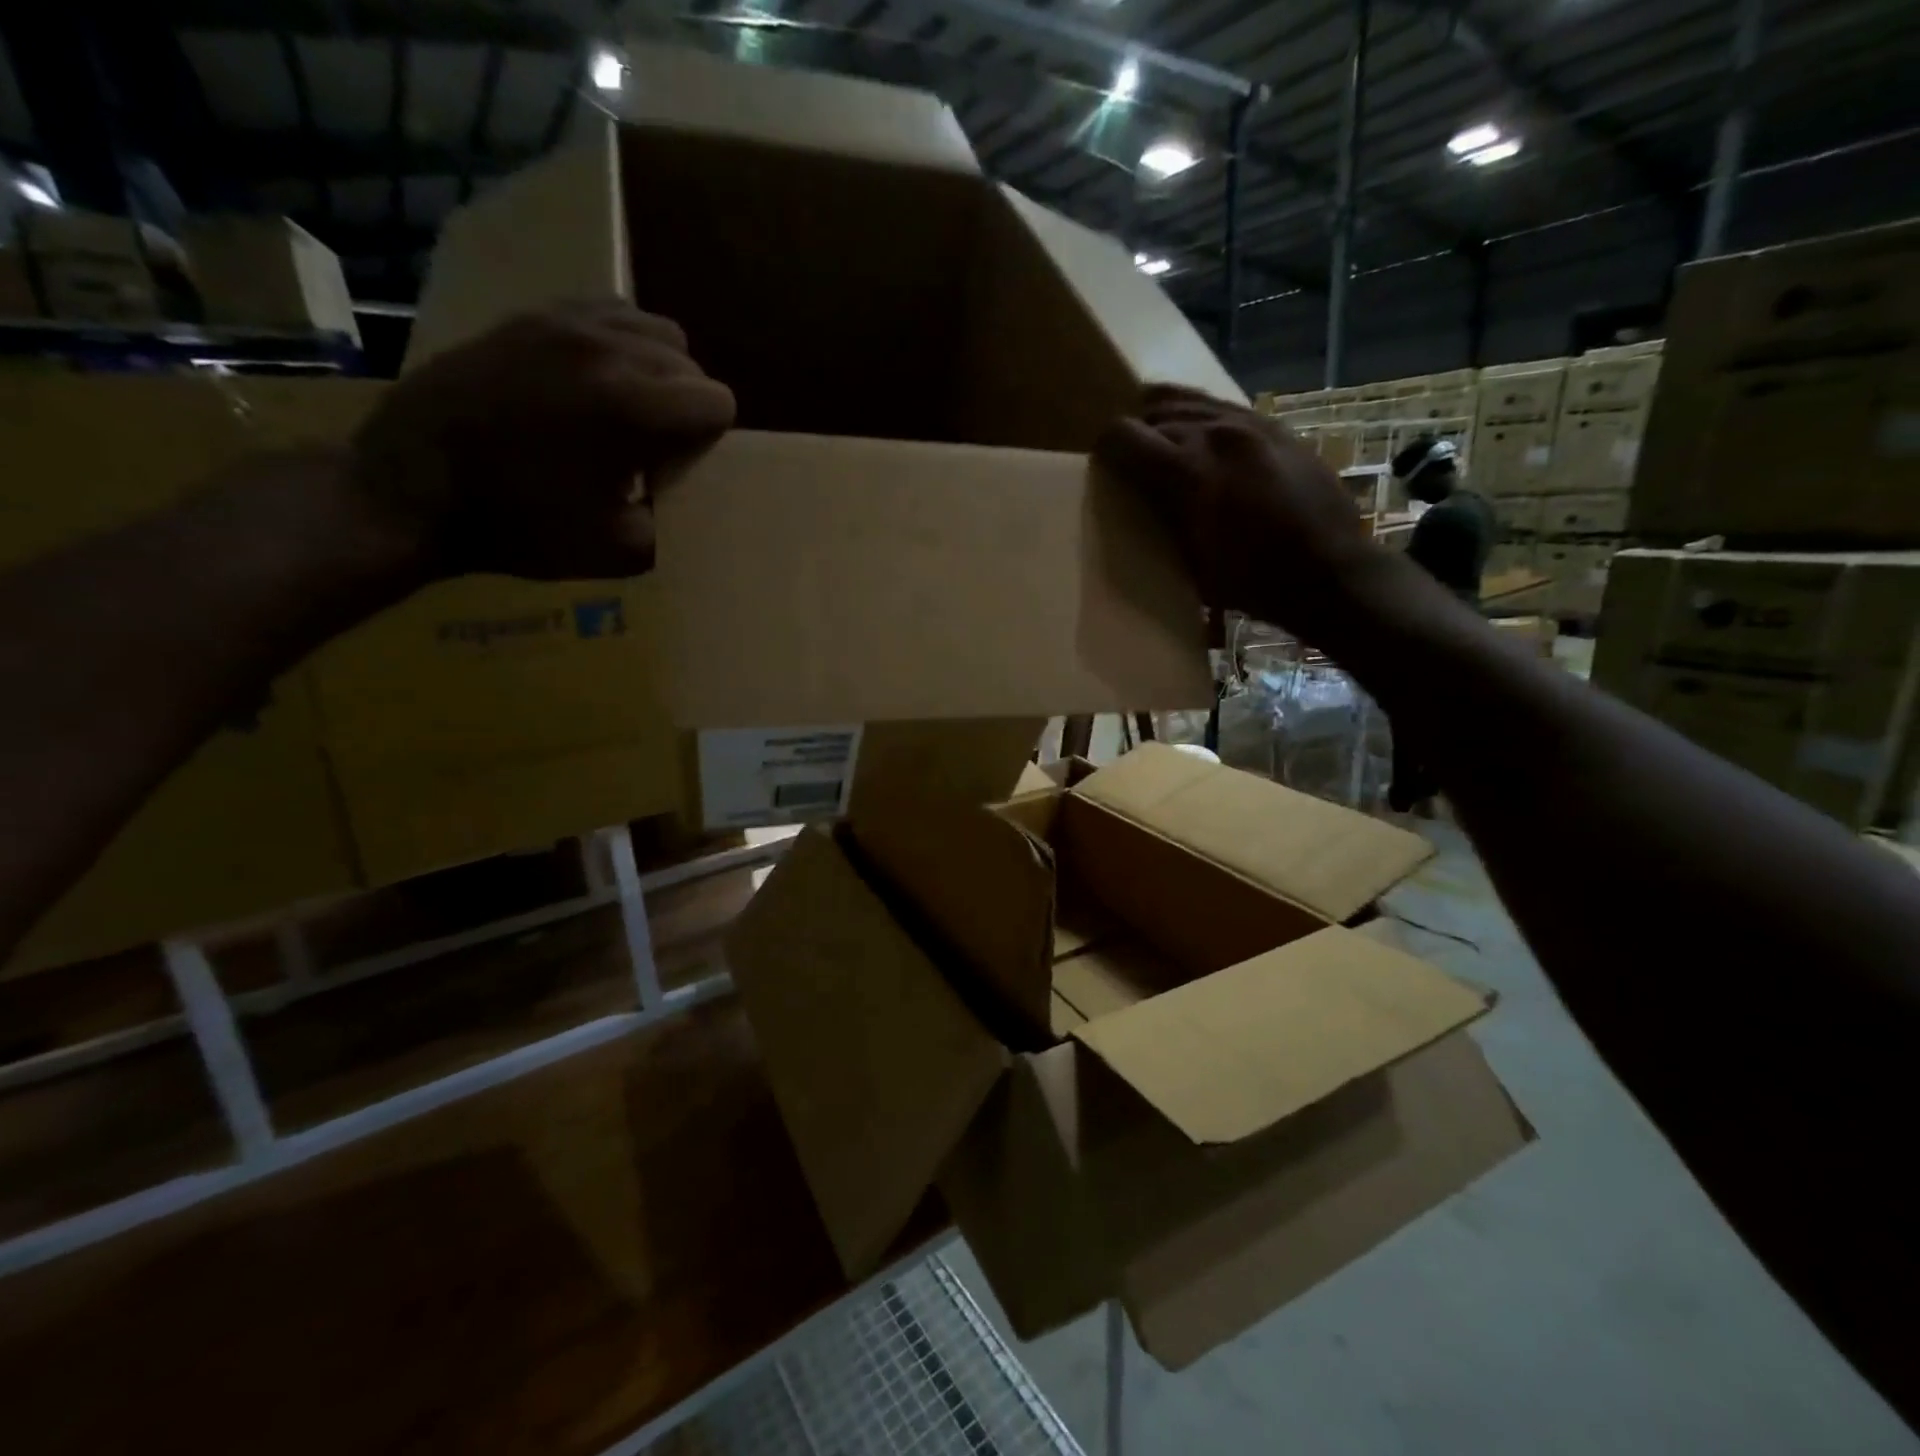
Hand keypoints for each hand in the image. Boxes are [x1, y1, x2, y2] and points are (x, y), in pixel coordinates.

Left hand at [349, 301, 735, 579]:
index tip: (672, 469)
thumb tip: (686, 493)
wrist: (411, 490)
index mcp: (632, 406)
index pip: (717, 402)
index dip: (706, 443)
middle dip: (684, 408)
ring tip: (627, 411)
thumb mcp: (621, 552)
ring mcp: (563, 321)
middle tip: (648, 448)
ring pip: (655, 329)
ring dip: (658, 372)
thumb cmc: (520, 527)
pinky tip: (596, 381)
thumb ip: (676, 520)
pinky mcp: (530, 316)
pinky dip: (620, 343)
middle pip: (690, 365)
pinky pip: (606, 312)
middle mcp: (606, 347)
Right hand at [1095, 384, 1389, 643]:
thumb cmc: (1253, 581)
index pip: (1124, 435)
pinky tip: (1202, 440)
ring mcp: (1250, 424)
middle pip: (1154, 412)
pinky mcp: (1275, 426)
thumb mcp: (1190, 562)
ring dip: (1167, 419)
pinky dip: (1202, 419)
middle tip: (1131, 461)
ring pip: (1189, 400)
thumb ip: (1161, 518)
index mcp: (1188, 470)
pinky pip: (1223, 407)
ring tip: (1161, 442)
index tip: (1102, 465)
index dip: (1105, 448)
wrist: (1329, 572)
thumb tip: (1140, 498)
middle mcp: (1216, 433)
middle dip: (1136, 433)